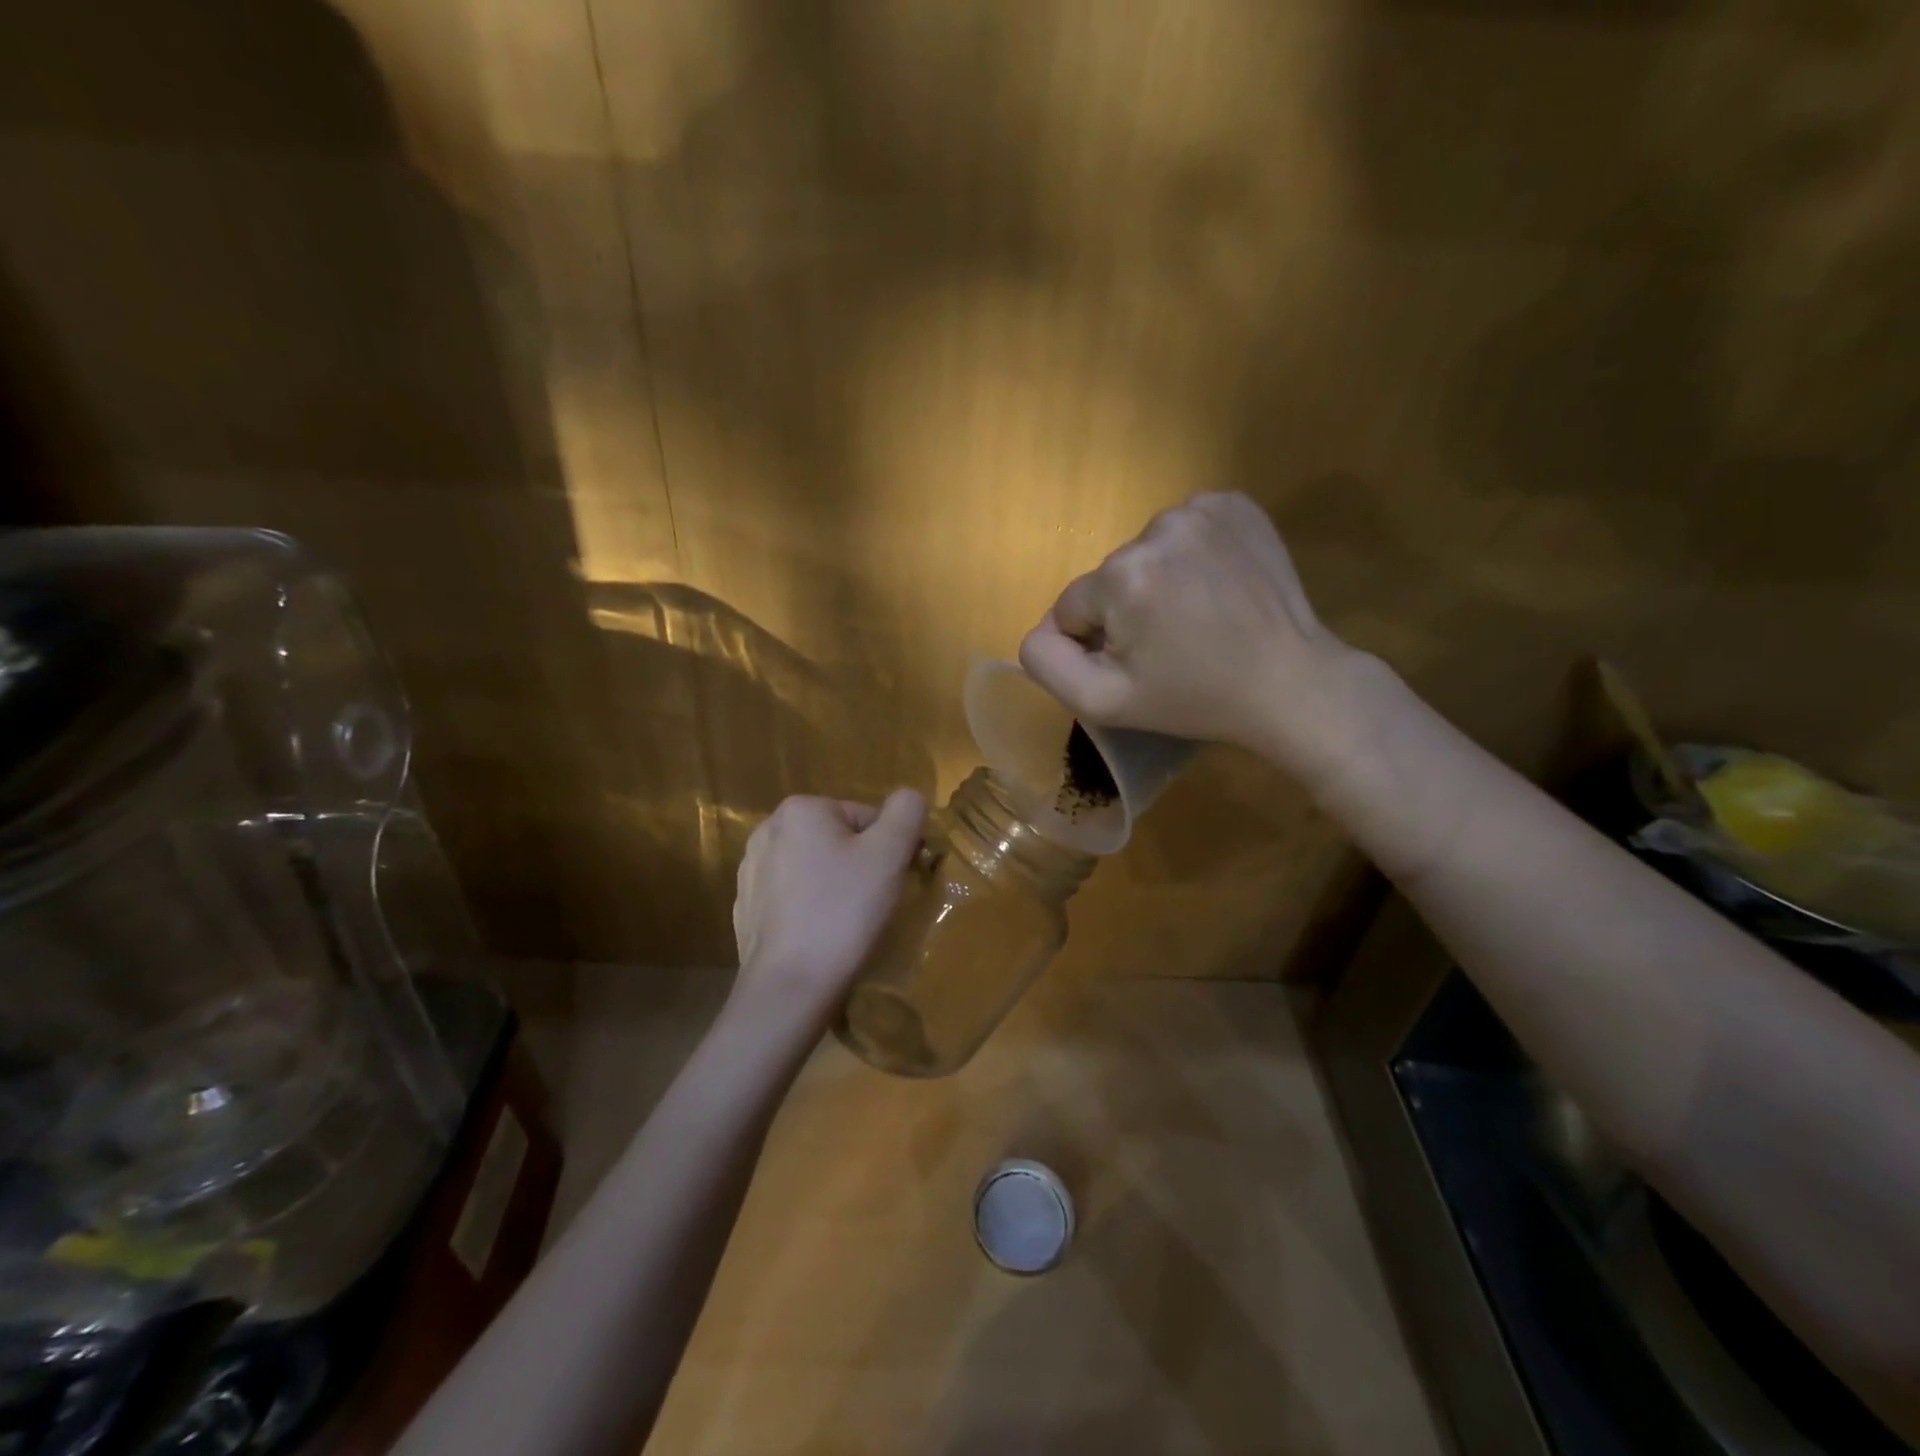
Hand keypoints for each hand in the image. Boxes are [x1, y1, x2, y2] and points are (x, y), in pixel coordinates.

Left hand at [731, 791, 927, 1022]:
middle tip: (870, 905)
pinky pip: (792, 897)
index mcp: (801, 809)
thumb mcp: (889, 854)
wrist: (790, 987)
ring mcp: (751, 870)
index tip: (889, 884)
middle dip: (858, 867)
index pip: (866, 818)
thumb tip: (909, 798)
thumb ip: (907, 812)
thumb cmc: (843, 912)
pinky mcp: (746, 907)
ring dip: (833, 887)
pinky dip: (809, 910)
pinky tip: (818, 936)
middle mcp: (768, 829)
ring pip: (815, 869)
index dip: (887, 850)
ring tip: (844, 924)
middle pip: (838, 840)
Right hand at [1018, 492, 1367, 782]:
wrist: (1290, 683)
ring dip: (1159, 581)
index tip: (1140, 663)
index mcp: (1121, 575)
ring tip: (1198, 616)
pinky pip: (1184, 529)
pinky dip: (1191, 556)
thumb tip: (1043, 626)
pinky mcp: (1235, 503)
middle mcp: (1156, 526)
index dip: (1098, 642)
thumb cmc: (1193, 699)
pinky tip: (1217, 587)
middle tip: (1172, 644)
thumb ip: (1045, 661)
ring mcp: (1201, 509)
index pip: (1073, 608)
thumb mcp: (1103, 702)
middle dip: (1128, 609)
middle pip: (1110, 576)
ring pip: (1145, 552)